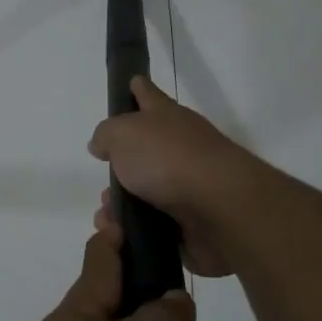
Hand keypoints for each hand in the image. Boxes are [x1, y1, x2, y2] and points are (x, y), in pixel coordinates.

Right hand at [88, 76, 258, 277]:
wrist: (220, 207)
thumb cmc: (168, 159)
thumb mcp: (123, 134)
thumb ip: (106, 135)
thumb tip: (102, 144)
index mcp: (167, 118)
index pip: (148, 95)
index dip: (138, 89)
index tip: (132, 82)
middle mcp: (181, 147)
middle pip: (144, 153)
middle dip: (120, 171)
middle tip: (102, 189)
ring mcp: (190, 186)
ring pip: (146, 195)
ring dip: (123, 208)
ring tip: (107, 221)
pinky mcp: (193, 223)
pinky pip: (156, 228)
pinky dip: (137, 233)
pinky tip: (121, 238)